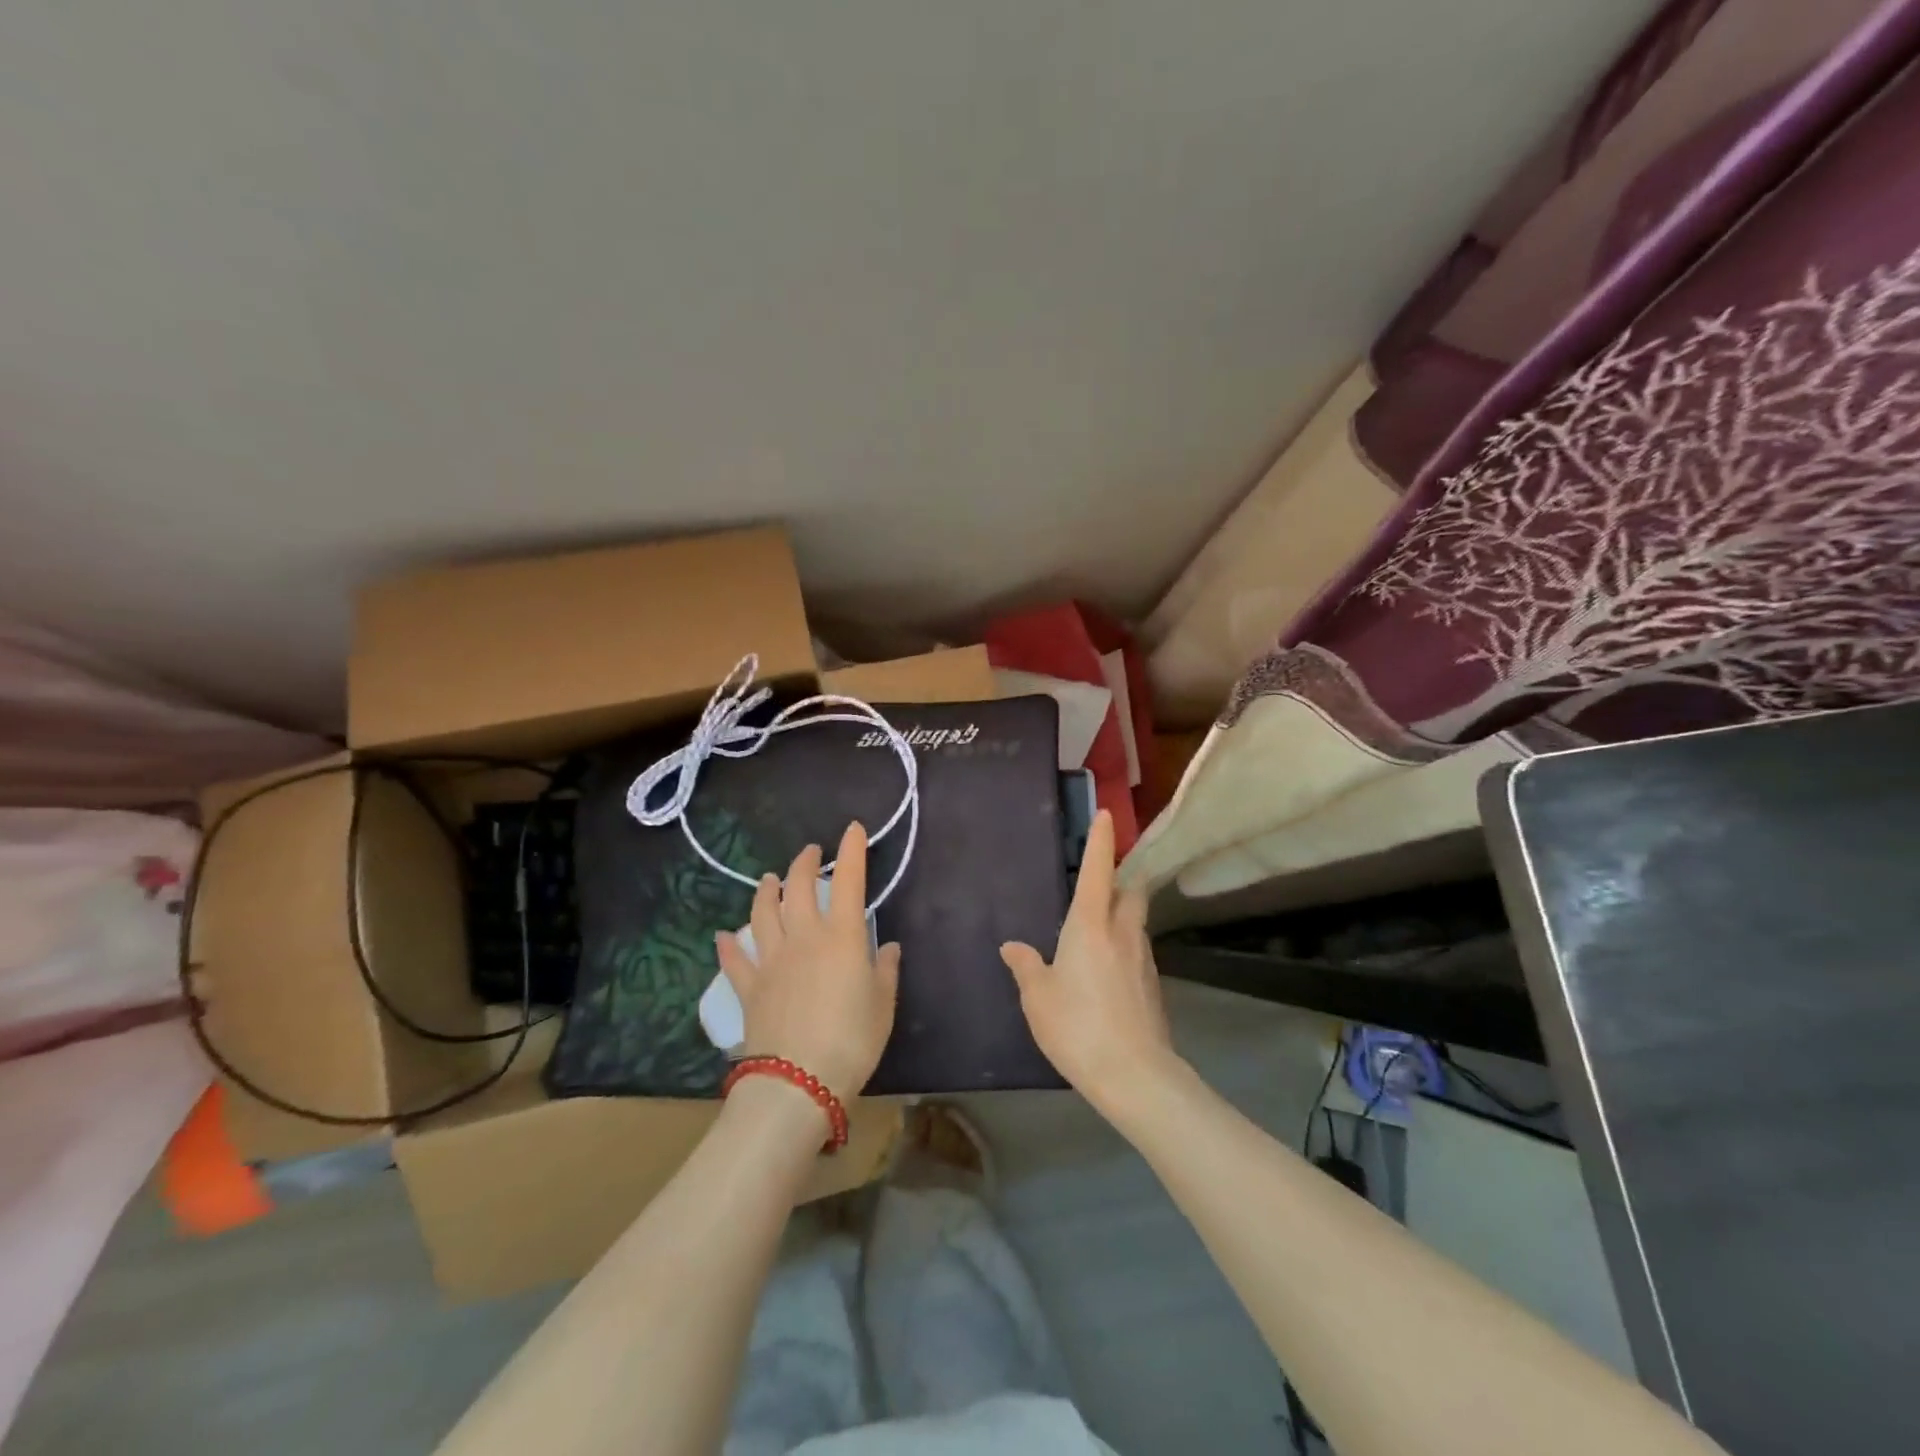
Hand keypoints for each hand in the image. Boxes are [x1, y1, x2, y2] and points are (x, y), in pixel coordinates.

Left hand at [715, 822, 900, 1102]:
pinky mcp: (749, 987)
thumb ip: (885, 970)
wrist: (798, 1082)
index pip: (848, 881)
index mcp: (841, 936)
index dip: (851, 851)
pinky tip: (724, 935)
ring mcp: (771, 960)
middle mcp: (804, 937)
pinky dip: (729, 945)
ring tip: (770, 879)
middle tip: (811, 853)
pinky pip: (735, 960)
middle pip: (798, 888)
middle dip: (805, 863)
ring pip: (762, 913)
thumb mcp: (883, 1005)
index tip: (852, 829)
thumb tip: (886, 945)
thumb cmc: (852, 1040)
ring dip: (766, 892)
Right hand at [1000, 810, 1178, 1108]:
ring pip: (1135, 920)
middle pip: (1130, 890)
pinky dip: (1123, 946)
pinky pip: (1137, 950)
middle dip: (1121, 878)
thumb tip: (1012, 946)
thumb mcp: (1037, 996)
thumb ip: (1025, 966)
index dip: (1102, 840)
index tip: (1108, 815)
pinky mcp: (1153, 984)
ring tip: (1096, 930)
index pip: (1098, 870)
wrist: (1134, 1074)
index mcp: (1090, 924)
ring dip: (1121, 914)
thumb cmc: (1077, 1025)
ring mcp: (1143, 957)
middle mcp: (1122, 931)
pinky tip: (1105, 971)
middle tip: (1101, 882)